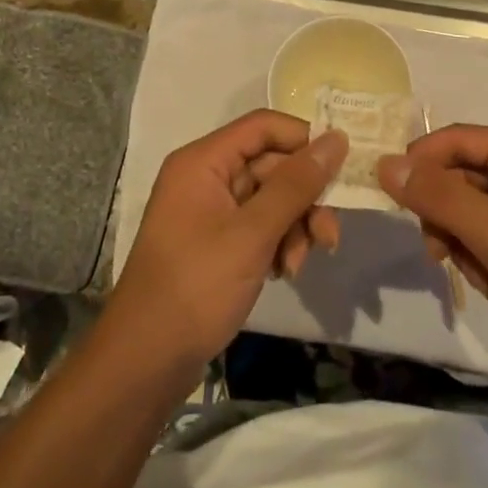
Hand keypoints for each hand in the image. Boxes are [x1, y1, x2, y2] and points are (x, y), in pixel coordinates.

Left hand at [108, 110, 344, 374]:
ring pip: (271, 199)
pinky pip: (259, 226)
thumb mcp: (253, 233)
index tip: (342, 166)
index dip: (304, 139)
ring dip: (295, 227)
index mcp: (204, 161)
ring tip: (298, 265)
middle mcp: (206, 177)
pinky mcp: (216, 242)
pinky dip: (278, 244)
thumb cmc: (197, 286)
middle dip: (304, 199)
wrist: (146, 361)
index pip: (264, 126)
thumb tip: (337, 139)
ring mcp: (210, 211)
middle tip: (329, 236)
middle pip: (272, 165)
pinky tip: (283, 273)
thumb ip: (297, 184)